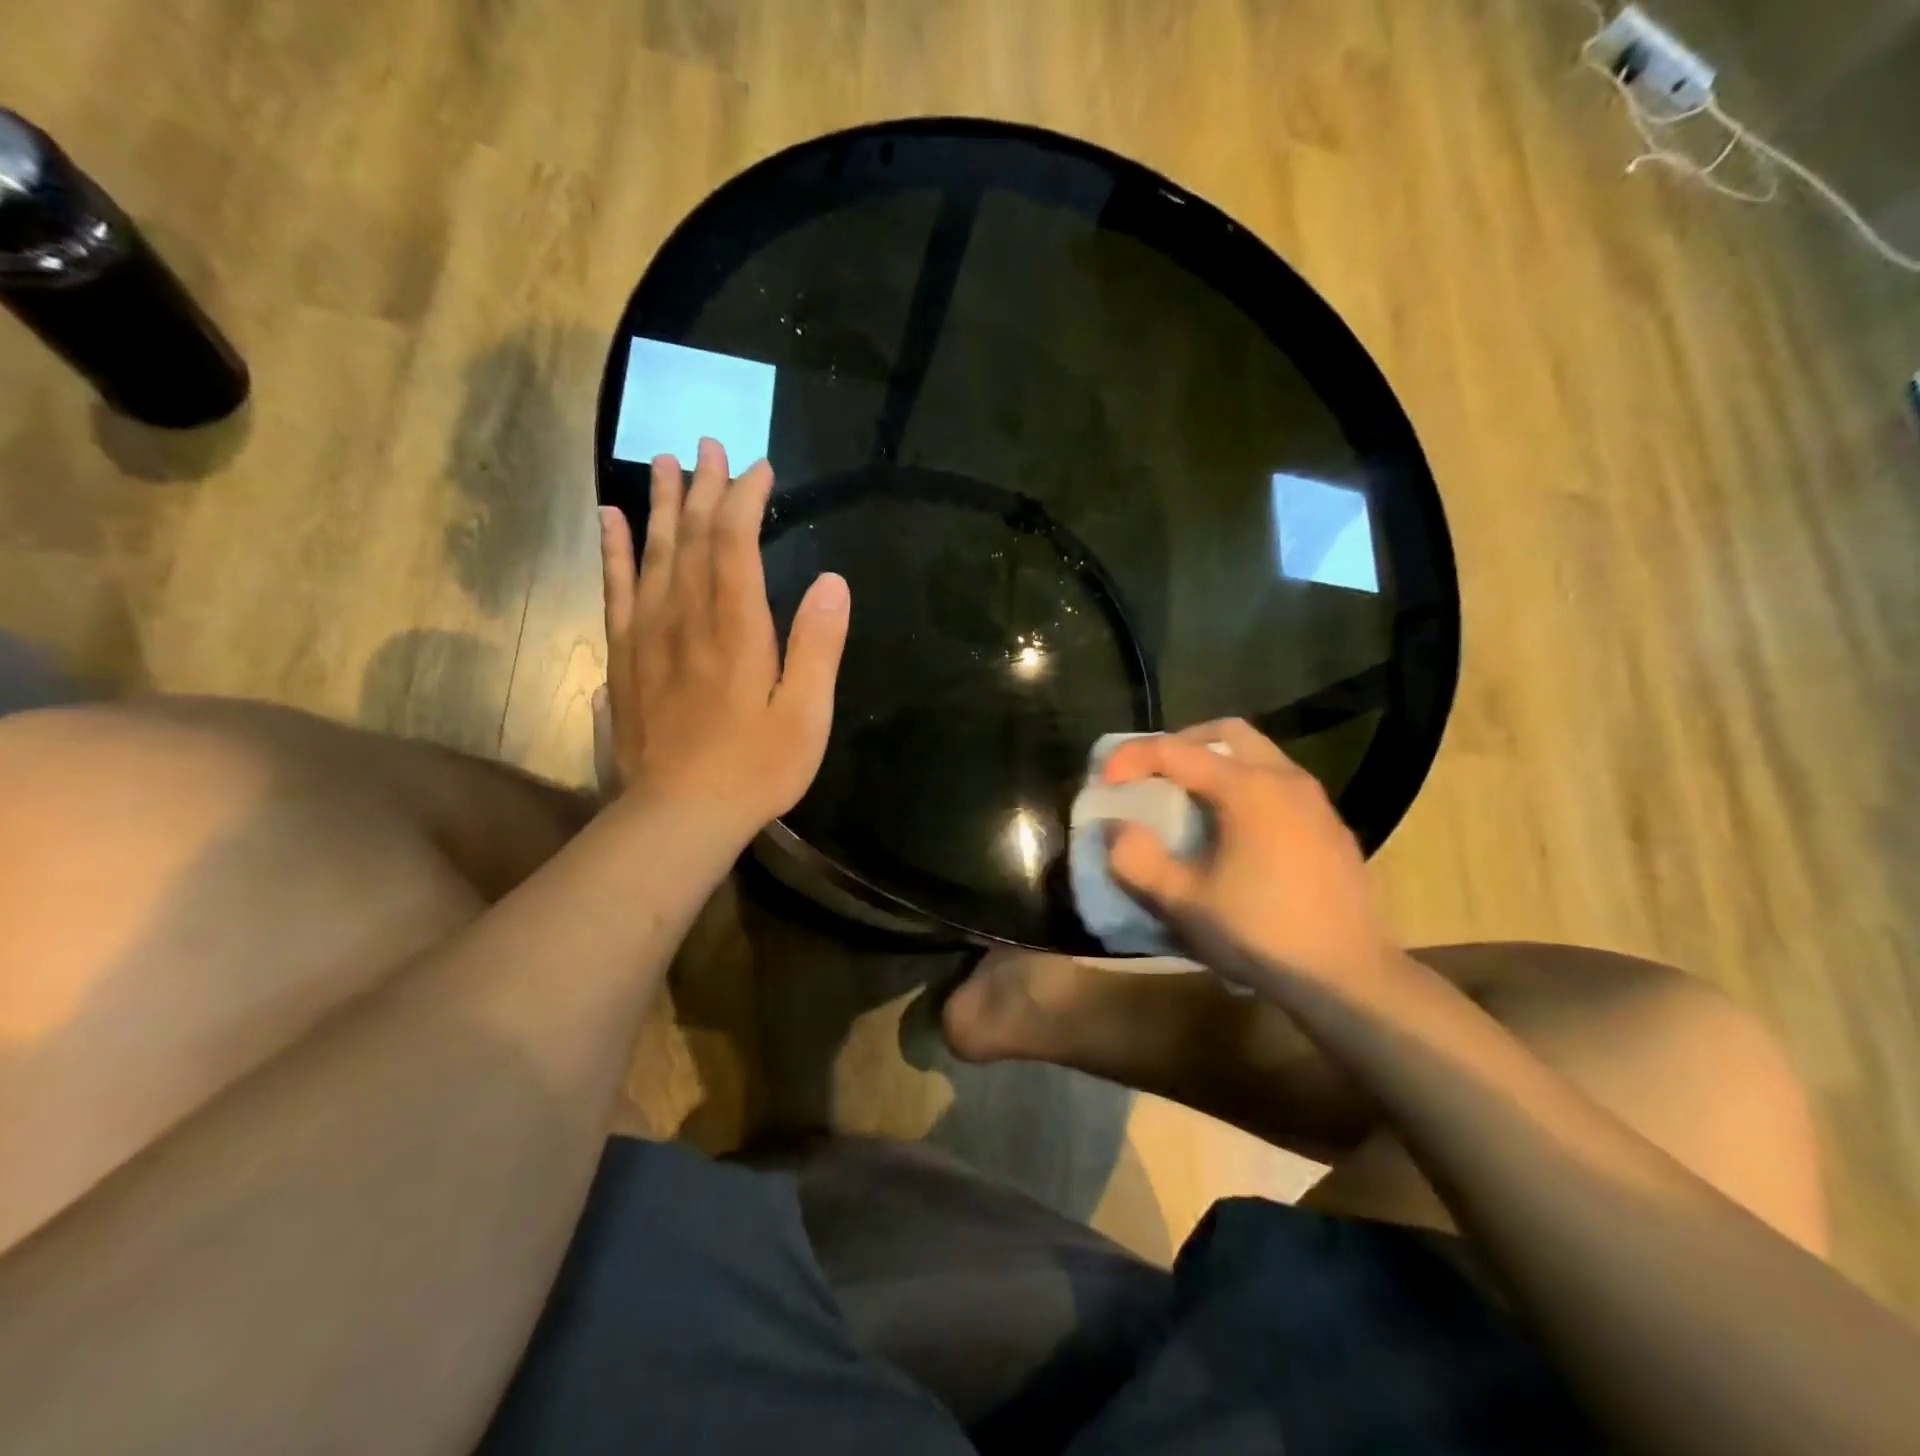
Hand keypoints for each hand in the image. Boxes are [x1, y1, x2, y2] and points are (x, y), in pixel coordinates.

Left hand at [599, 438, 849, 834]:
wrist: (680, 813)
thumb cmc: (756, 767)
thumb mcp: (806, 715)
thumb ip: (818, 647)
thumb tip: (832, 582)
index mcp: (736, 629)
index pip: (735, 544)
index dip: (746, 500)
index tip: (760, 469)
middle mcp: (687, 618)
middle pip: (693, 538)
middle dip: (705, 488)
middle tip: (710, 445)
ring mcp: (650, 636)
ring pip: (653, 554)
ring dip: (662, 505)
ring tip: (665, 462)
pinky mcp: (626, 657)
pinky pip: (616, 590)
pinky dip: (614, 550)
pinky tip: (611, 520)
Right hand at [1104, 720, 1394, 992]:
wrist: (1350, 978)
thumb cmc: (1263, 934)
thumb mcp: (1186, 903)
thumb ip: (1139, 860)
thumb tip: (1117, 830)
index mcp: (1249, 788)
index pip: (1177, 751)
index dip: (1133, 757)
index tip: (1104, 780)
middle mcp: (1286, 779)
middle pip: (1226, 734)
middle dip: (1180, 745)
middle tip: (1152, 775)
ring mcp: (1315, 802)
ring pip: (1258, 755)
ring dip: (1215, 765)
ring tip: (1188, 801)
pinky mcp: (1330, 827)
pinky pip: (1279, 784)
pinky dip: (1244, 788)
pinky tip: (1234, 832)